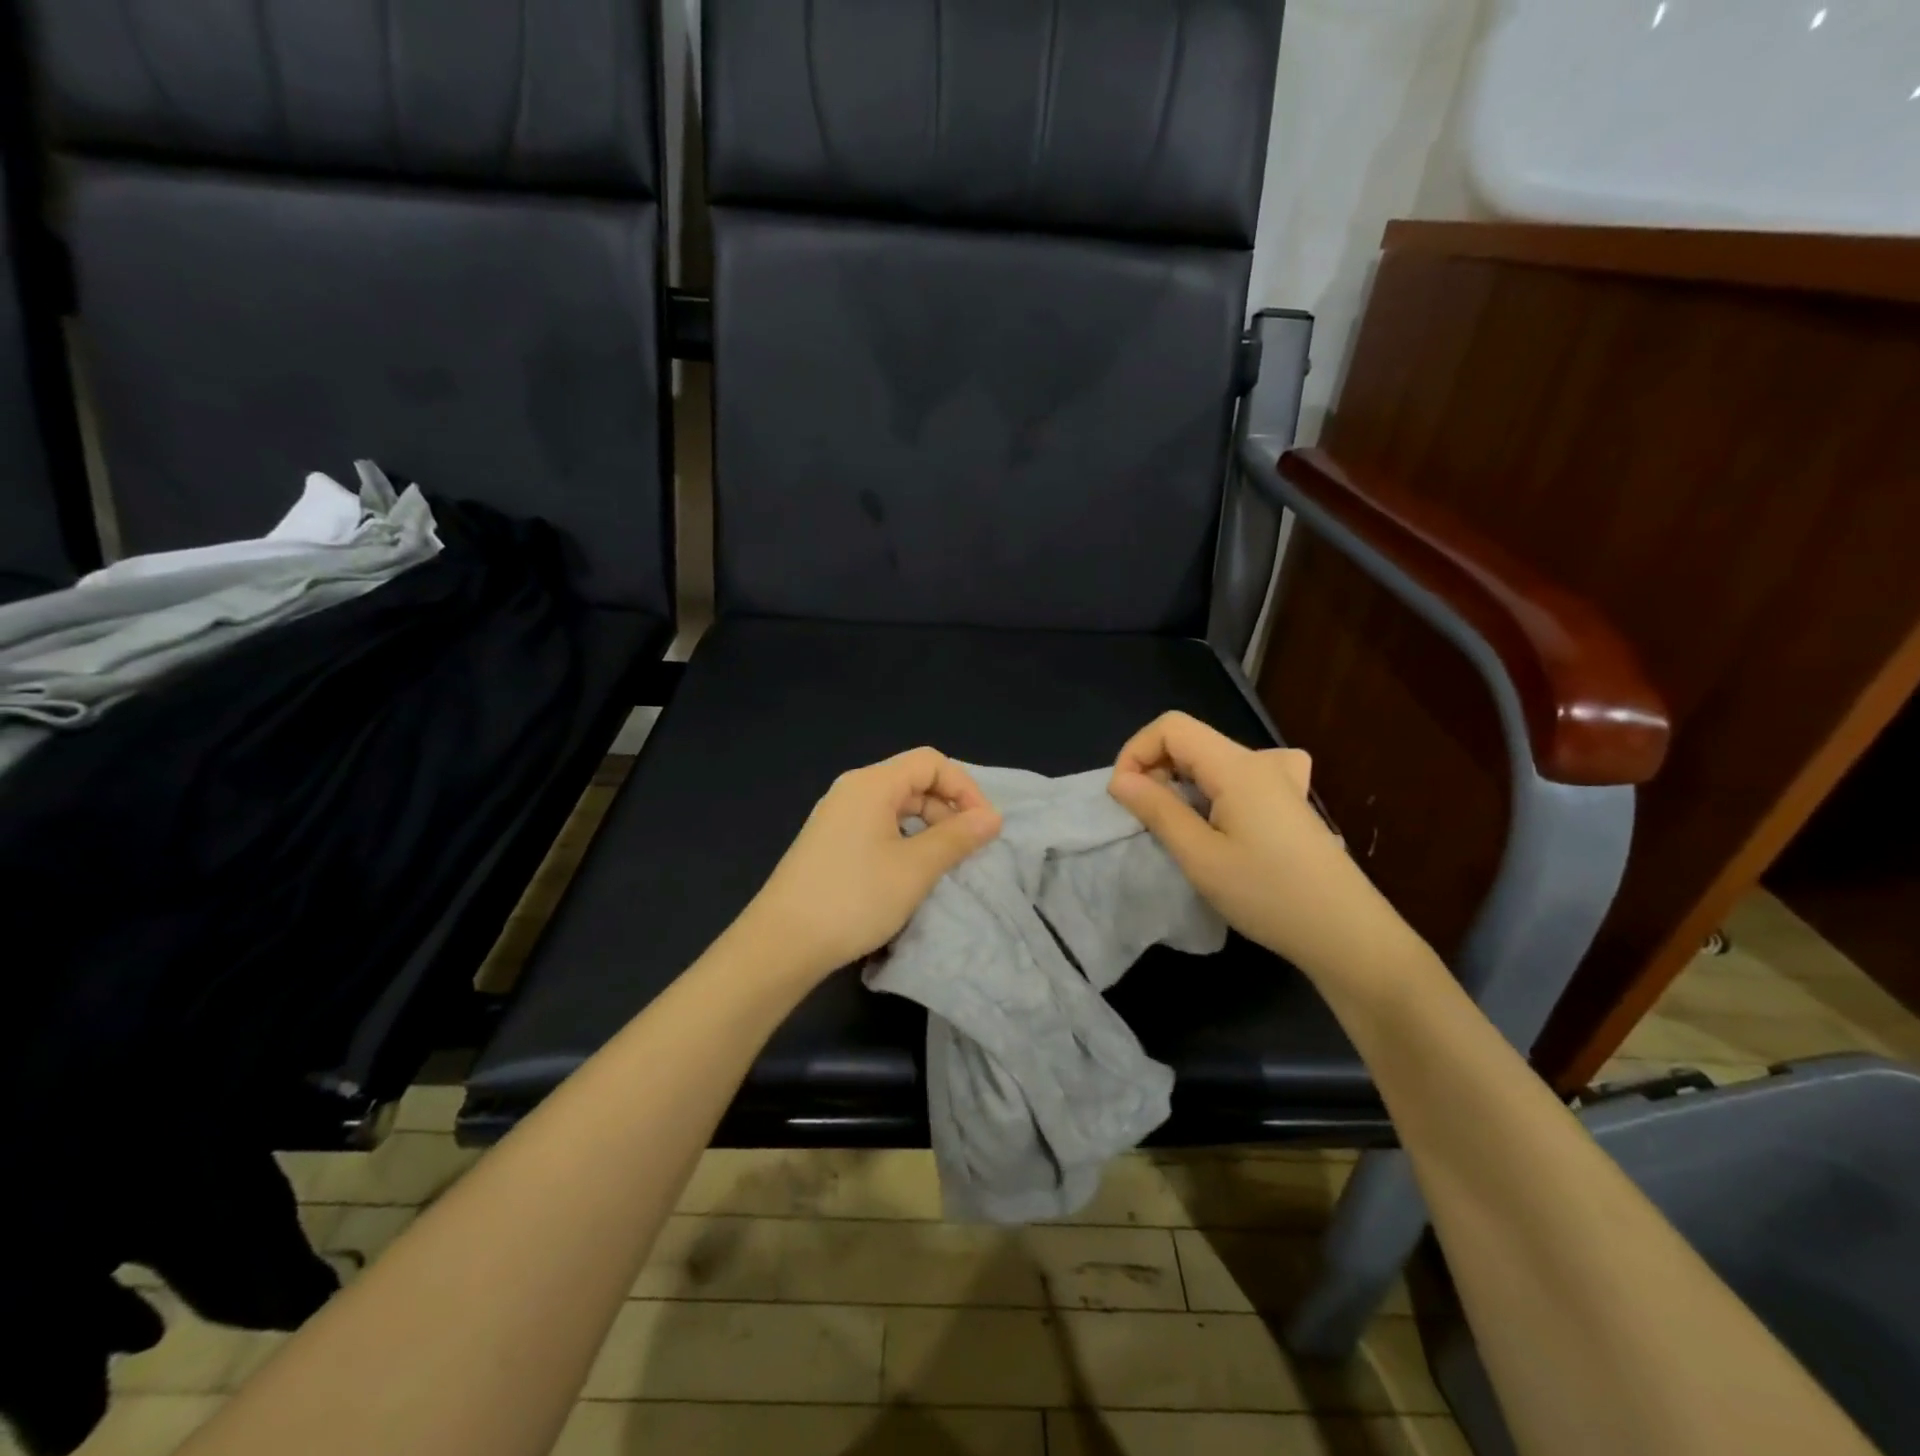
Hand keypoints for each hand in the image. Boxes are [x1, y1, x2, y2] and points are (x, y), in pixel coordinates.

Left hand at [741, 747, 1002, 985]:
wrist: (782, 943)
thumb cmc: (854, 898)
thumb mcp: (916, 868)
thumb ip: (957, 838)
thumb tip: (992, 817)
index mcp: (872, 784)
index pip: (931, 762)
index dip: (964, 788)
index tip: (984, 826)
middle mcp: (852, 789)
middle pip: (913, 780)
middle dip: (947, 808)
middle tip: (967, 848)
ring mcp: (836, 815)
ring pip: (895, 805)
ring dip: (927, 826)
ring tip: (943, 862)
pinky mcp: (828, 841)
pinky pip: (876, 824)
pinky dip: (903, 838)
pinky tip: (909, 870)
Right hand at [1107, 712, 1412, 985]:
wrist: (1346, 933)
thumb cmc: (1268, 894)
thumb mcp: (1200, 856)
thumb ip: (1158, 810)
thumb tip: (1120, 780)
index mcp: (1237, 766)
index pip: (1171, 727)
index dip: (1137, 752)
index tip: (1125, 797)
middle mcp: (1260, 761)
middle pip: (1192, 740)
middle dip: (1155, 769)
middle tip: (1145, 817)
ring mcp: (1281, 780)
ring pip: (1214, 759)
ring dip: (1183, 782)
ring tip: (1178, 824)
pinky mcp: (1290, 802)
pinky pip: (1241, 775)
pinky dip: (1215, 787)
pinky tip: (1224, 816)